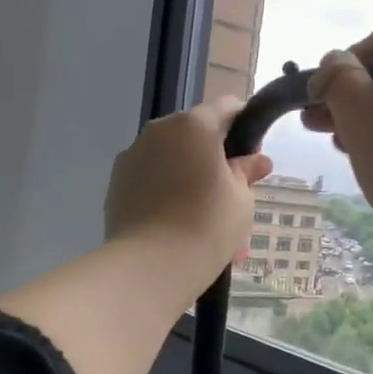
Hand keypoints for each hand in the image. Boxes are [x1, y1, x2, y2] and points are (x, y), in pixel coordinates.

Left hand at [105, 95, 272, 298]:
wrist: (149, 267)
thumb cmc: (206, 226)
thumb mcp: (241, 199)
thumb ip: (246, 172)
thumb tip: (256, 160)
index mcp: (194, 125)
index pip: (227, 106)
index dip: (245, 125)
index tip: (252, 156)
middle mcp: (159, 130)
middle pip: (195, 130)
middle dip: (213, 152)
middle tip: (229, 189)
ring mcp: (132, 155)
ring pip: (170, 154)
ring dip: (187, 171)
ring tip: (200, 211)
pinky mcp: (116, 182)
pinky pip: (149, 175)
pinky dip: (164, 188)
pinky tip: (174, 219)